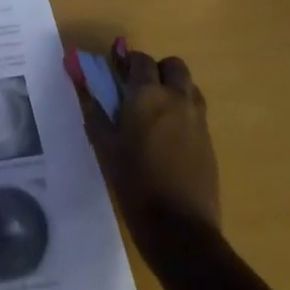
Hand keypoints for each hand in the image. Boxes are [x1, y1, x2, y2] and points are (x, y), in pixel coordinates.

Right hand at [71, 41, 220, 255]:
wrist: (180, 229)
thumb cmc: (135, 183)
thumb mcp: (105, 146)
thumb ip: (93, 108)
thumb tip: (80, 79)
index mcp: (148, 94)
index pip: (140, 60)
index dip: (128, 63)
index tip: (116, 75)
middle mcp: (176, 98)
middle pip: (172, 65)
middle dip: (156, 70)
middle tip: (139, 92)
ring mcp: (197, 118)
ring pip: (188, 85)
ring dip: (173, 88)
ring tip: (156, 113)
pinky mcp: (209, 139)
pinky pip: (196, 110)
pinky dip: (183, 110)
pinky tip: (169, 137)